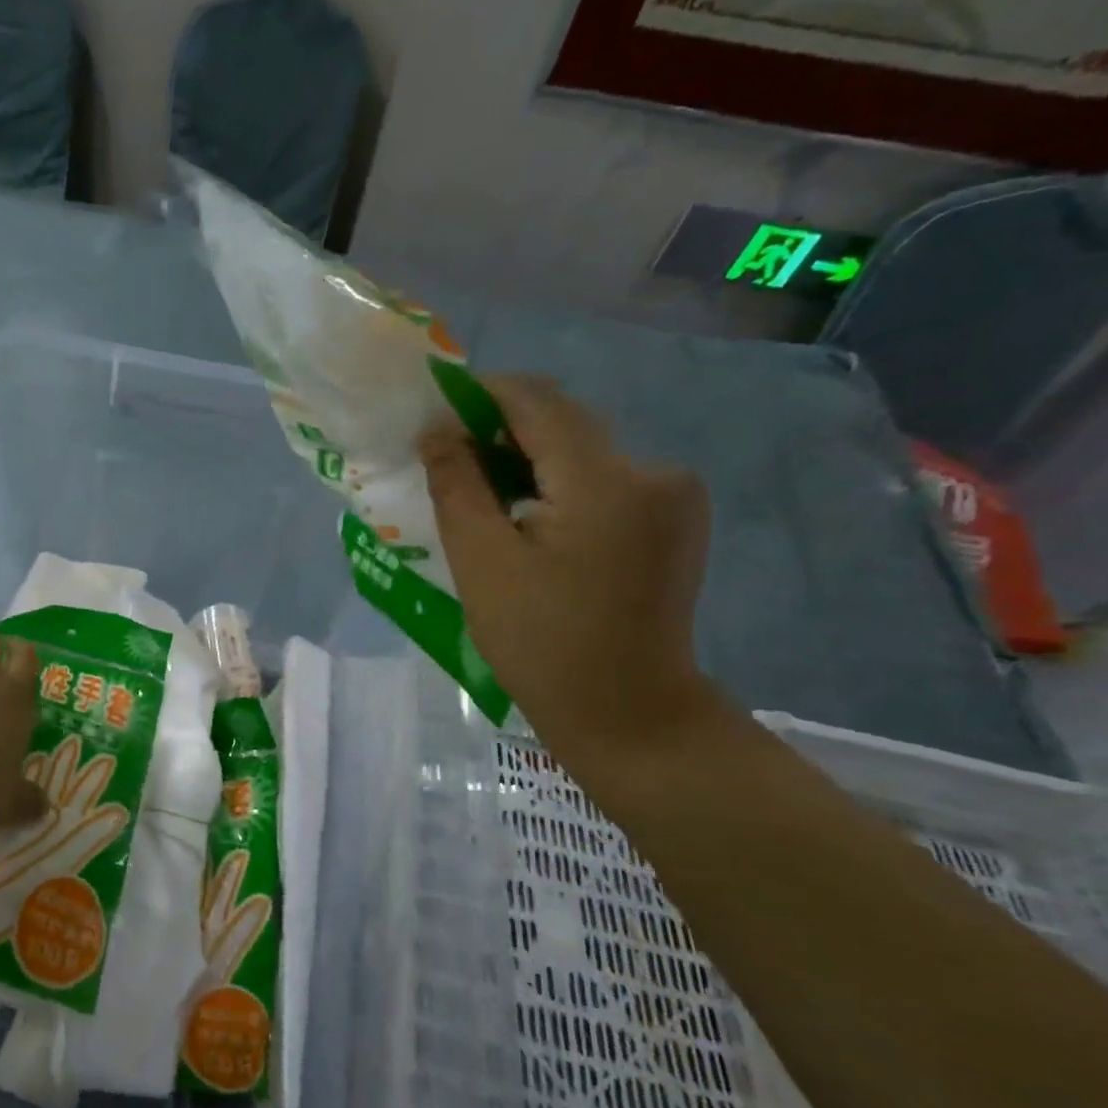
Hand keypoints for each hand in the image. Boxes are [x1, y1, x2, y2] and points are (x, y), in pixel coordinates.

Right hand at [420, 375, 719, 771]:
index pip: (536, 401)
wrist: (626, 711)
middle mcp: (652, 471)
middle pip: (564, 421)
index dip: (479, 395)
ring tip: (482, 494)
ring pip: (583, 449)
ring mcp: (673, 494)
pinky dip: (560, 483)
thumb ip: (457, 484)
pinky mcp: (674, 518)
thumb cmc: (540, 642)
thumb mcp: (481, 561)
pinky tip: (531, 519)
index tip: (433, 416)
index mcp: (605, 481)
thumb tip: (436, 430)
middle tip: (448, 461)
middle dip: (500, 430)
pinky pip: (605, 477)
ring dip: (529, 458)